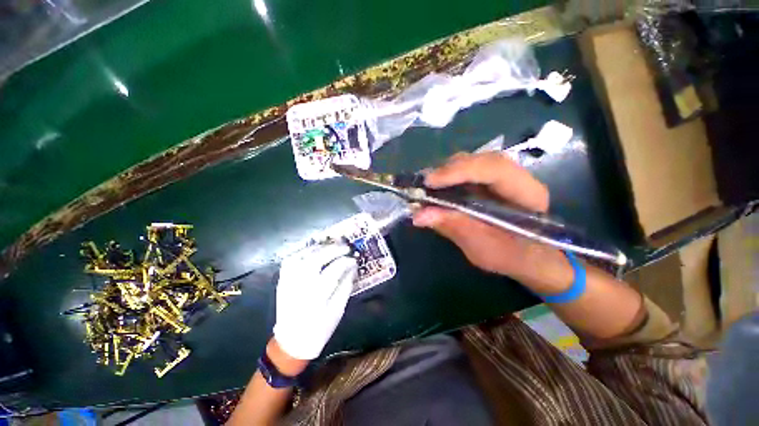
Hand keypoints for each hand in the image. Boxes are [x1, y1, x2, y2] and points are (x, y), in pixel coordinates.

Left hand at [273, 243, 357, 359]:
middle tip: (345, 247)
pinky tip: (313, 250)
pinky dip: (302, 251)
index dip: (346, 262)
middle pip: (316, 259)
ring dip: (318, 248)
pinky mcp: (282, 281)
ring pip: (302, 256)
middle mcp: (300, 286)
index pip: (333, 270)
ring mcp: (288, 282)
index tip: (354, 259)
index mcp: (316, 297)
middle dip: (333, 250)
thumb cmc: (319, 329)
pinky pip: (290, 260)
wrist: (291, 342)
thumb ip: (346, 286)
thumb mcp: (338, 311)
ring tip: (331, 246)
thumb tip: (353, 267)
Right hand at [412, 152, 572, 292]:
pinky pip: (465, 171)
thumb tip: (418, 215)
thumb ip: (454, 227)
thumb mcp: (482, 248)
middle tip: (424, 185)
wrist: (524, 257)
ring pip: (471, 162)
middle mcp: (515, 177)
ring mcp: (501, 176)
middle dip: (449, 170)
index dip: (460, 171)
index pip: (494, 169)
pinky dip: (447, 179)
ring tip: (426, 188)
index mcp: (526, 194)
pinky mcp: (488, 181)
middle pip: (480, 160)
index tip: (430, 182)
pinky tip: (434, 189)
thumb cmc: (509, 256)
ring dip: (445, 173)